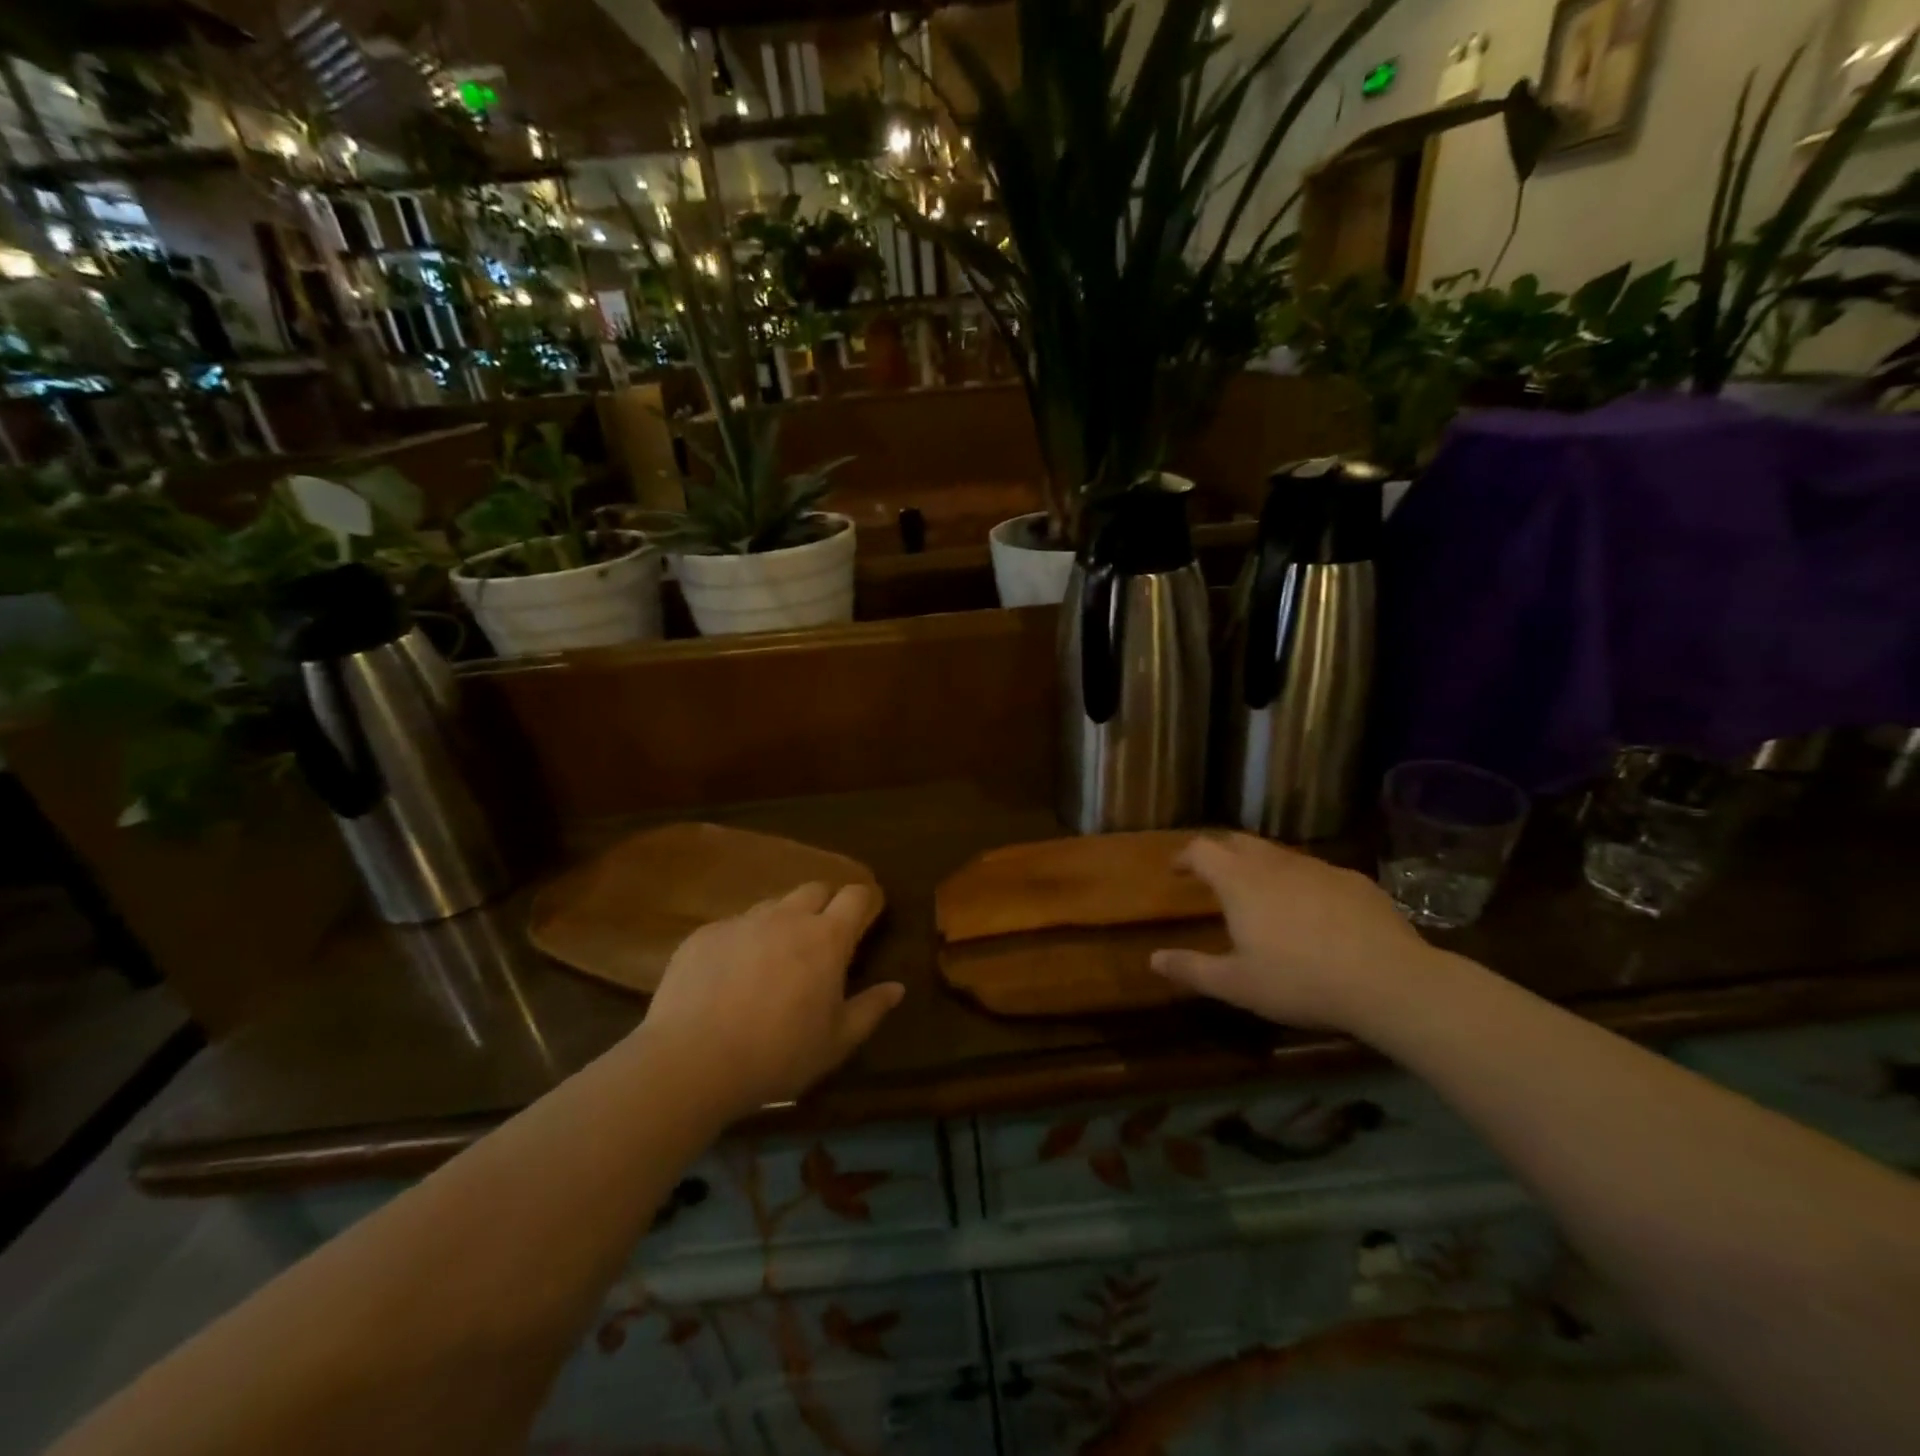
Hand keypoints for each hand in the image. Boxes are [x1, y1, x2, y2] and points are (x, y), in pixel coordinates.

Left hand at [636, 882, 902, 1120]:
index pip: (856, 896)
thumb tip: (897, 987)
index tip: (868, 917)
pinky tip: (731, 976)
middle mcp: (787, 917)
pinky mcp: (705, 934)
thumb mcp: (836, 1043)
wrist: (691, 1061)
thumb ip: (870, 1010)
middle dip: (826, 904)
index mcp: (826, 938)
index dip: (866, 901)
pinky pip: (734, 926)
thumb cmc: (777, 1055)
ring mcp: (743, 922)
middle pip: (815, 889)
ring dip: (784, 921)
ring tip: (776, 958)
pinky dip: (744, 941)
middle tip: (823, 939)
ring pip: (773, 905)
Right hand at [1151, 834, 1440, 1029]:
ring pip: (1279, 855)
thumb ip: (1192, 969)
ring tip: (1261, 894)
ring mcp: (1319, 868)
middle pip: (1239, 841)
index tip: (1177, 870)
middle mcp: (1276, 864)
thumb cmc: (1300, 982)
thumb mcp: (1237, 985)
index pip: (1202, 850)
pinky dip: (1301, 883)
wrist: (1390, 982)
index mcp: (1240, 882)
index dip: (1185, 856)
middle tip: (1213, 875)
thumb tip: (1153, 959)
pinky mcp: (1355, 881)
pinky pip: (1316, 872)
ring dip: (1261, 866)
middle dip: (1221, 853)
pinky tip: (1313, 912)